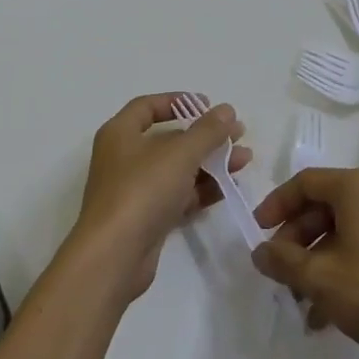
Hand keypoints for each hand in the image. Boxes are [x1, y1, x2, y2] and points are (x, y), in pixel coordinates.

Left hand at [67, 95, 250, 302]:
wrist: (114, 256)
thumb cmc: (142, 191)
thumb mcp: (179, 154)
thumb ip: (207, 131)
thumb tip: (226, 110)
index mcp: (120, 134)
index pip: (147, 106)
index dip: (178, 101)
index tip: (208, 105)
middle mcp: (124, 158)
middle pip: (168, 139)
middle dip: (205, 136)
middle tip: (237, 135)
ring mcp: (135, 190)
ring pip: (177, 169)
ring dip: (210, 163)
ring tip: (244, 160)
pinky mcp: (146, 218)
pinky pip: (178, 195)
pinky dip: (202, 189)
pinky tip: (229, 187)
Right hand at [250, 167, 358, 358]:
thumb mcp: (319, 278)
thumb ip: (283, 261)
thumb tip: (260, 251)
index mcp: (358, 187)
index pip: (305, 183)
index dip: (276, 205)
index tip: (258, 233)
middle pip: (326, 206)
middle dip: (297, 239)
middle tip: (280, 271)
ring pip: (346, 229)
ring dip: (319, 259)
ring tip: (302, 301)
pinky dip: (345, 266)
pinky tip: (331, 309)